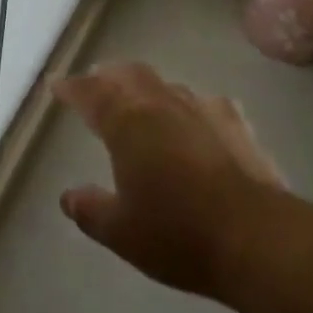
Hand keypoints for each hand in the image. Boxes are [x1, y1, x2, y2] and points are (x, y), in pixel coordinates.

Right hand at [56, 62, 286, 300]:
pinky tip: (197, 117)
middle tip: (96, 82)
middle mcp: (162, 106)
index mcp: (127, 124)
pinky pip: (207, 104)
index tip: (57, 85)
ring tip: (140, 99)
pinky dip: (192, 106)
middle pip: (129, 75)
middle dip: (108, 76)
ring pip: (166, 85)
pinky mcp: (236, 125)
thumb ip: (91, 210)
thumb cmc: (177, 233)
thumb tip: (68, 196)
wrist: (255, 236)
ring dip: (147, 87)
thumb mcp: (122, 232)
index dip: (71, 88)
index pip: (91, 94)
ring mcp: (203, 110)